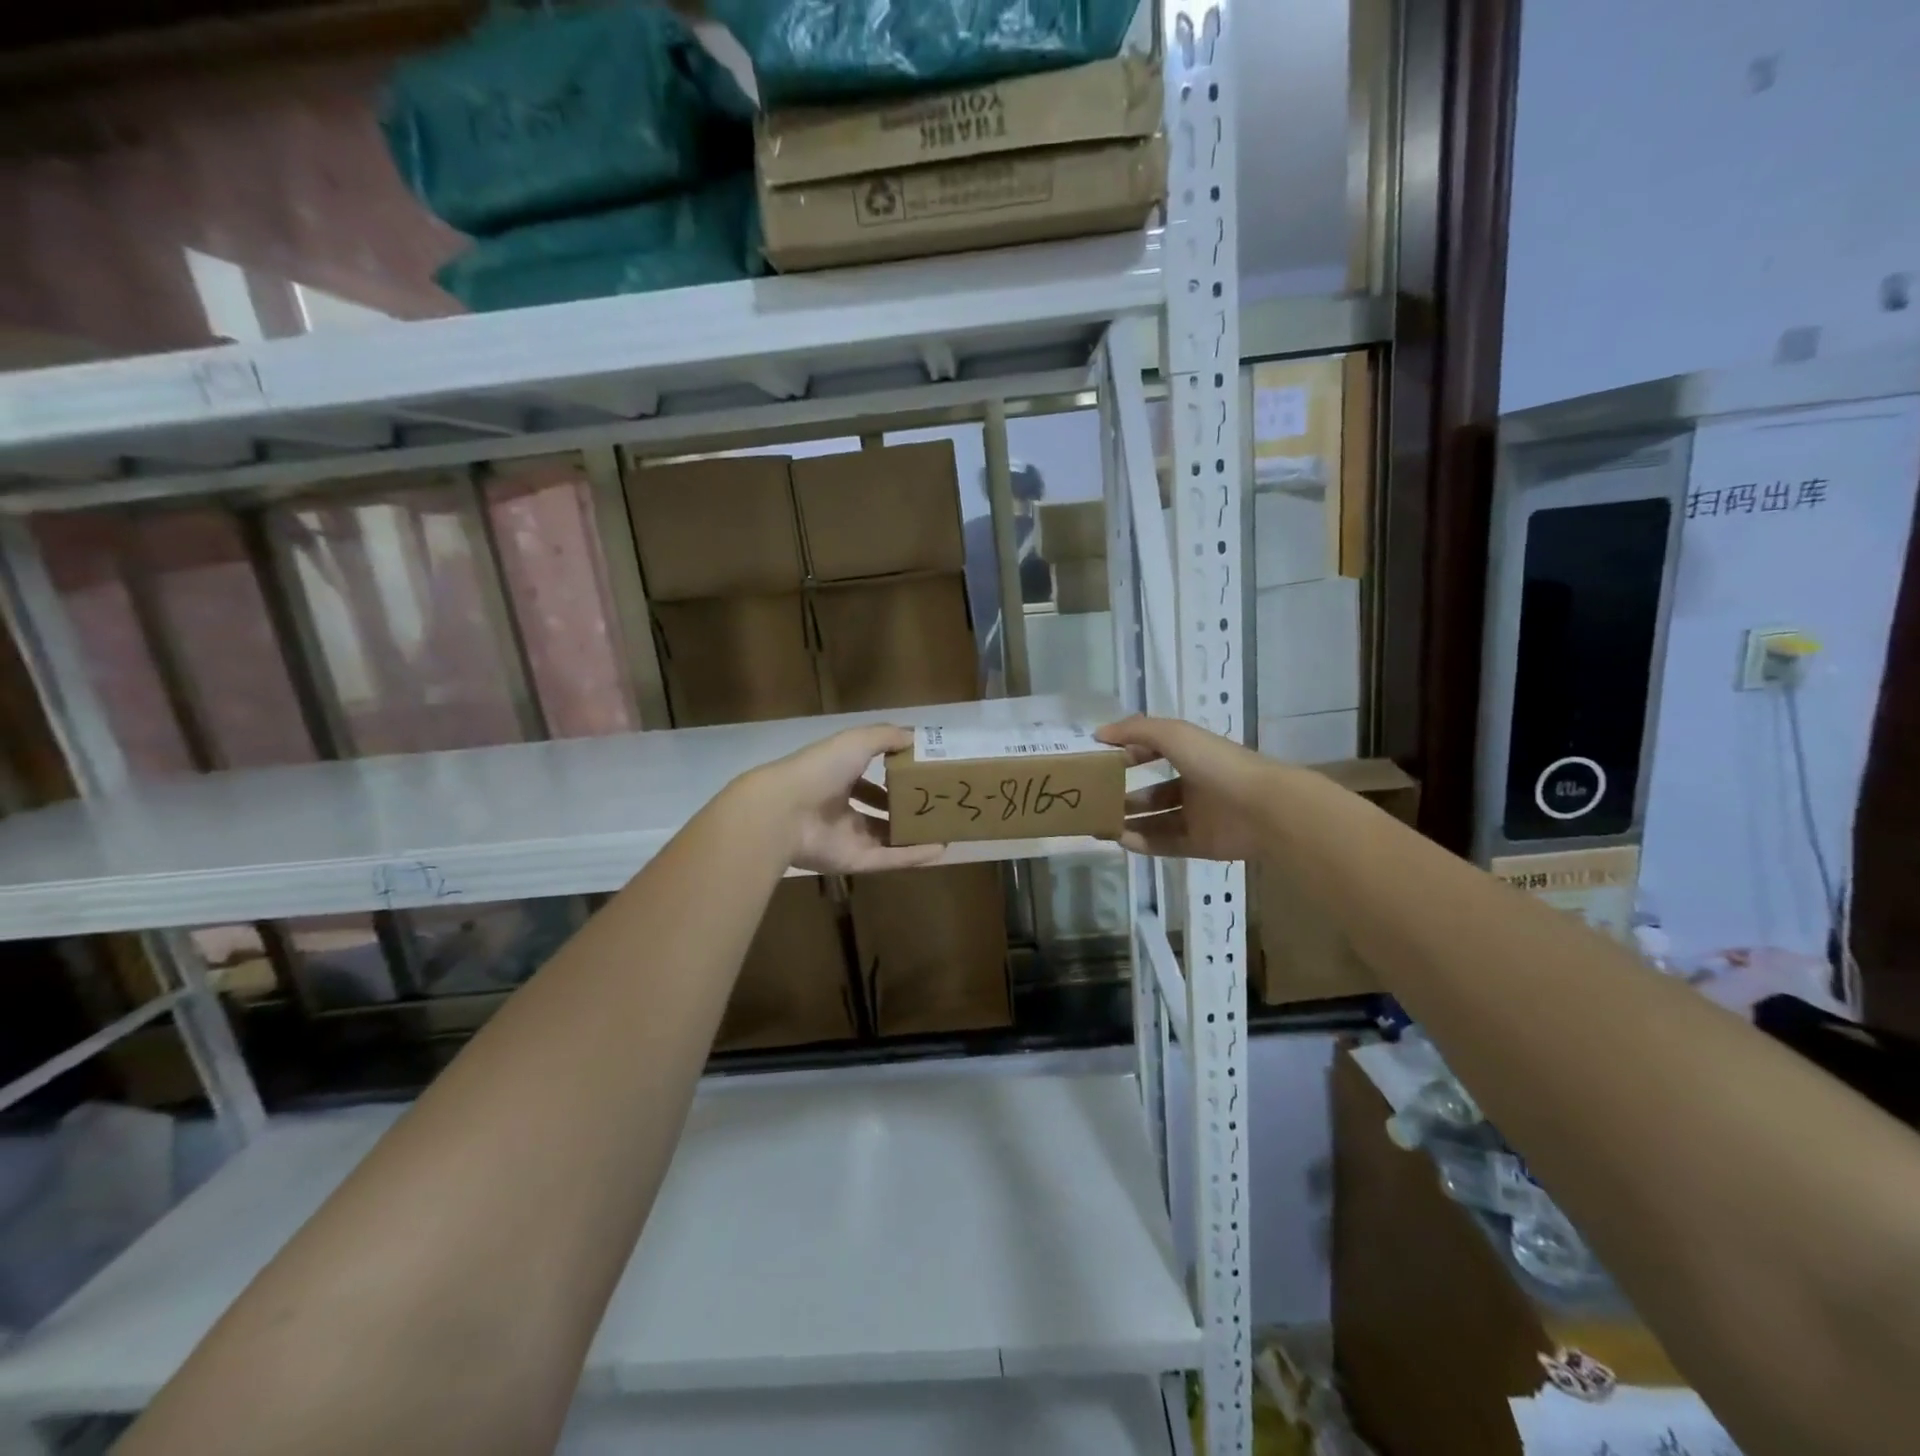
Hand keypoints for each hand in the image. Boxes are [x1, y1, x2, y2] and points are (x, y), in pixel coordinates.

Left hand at [745, 724, 946, 873]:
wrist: (784, 812)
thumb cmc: (820, 770)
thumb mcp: (856, 741)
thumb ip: (886, 737)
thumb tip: (916, 737)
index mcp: (837, 777)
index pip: (868, 777)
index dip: (892, 775)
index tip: (921, 774)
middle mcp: (840, 807)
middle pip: (877, 809)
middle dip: (903, 807)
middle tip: (936, 804)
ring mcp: (846, 836)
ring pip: (885, 837)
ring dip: (912, 834)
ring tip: (943, 830)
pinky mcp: (853, 861)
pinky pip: (888, 858)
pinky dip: (913, 856)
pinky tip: (940, 850)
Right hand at [1097, 715, 1276, 860]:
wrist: (1265, 809)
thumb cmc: (1218, 764)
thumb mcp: (1175, 735)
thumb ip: (1136, 730)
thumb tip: (1099, 733)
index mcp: (1192, 756)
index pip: (1154, 752)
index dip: (1129, 754)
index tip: (1100, 761)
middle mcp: (1195, 785)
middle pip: (1153, 792)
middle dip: (1124, 795)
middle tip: (1094, 801)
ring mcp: (1199, 817)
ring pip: (1157, 820)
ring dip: (1130, 821)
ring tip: (1101, 824)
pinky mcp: (1202, 844)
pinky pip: (1166, 844)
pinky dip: (1143, 843)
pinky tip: (1121, 840)